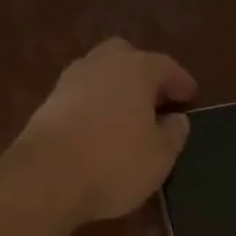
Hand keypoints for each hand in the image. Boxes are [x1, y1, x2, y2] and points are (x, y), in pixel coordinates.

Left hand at [13, 38, 196, 222]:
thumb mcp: (160, 156)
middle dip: (142, 73)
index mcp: (135, 69)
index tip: (190, 96)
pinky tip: (100, 128)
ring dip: (115, 88)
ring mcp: (68, 82)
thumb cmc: (114, 163)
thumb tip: (176, 119)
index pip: (164, 66)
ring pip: (98, 74)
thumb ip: (173, 134)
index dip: (180, 81)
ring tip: (128, 115)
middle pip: (125, 56)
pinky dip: (94, 105)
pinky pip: (80, 96)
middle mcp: (100, 65)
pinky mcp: (47, 105)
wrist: (46, 178)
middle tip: (155, 98)